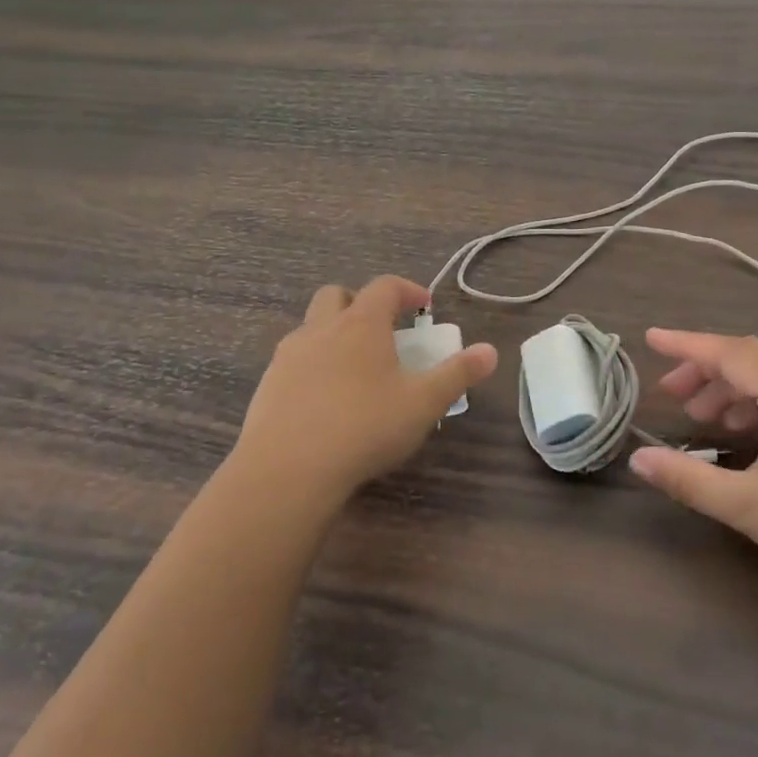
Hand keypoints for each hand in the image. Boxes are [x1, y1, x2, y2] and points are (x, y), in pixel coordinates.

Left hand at [230, 276, 496, 511]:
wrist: (287, 469)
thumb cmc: (364, 427)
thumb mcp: (423, 403)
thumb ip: (457, 375)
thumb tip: (490, 351)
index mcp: (361, 324)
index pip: (385, 287)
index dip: (407, 290)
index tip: (424, 306)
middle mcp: (321, 329)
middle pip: (337, 295)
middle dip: (360, 302)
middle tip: (381, 330)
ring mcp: (289, 356)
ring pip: (310, 326)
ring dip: (333, 333)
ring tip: (354, 367)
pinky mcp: (268, 385)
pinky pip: (293, 361)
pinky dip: (312, 365)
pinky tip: (324, 399)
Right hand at [630, 331, 757, 607]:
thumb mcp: (747, 507)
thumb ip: (687, 478)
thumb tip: (637, 459)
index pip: (733, 353)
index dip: (688, 345)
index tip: (651, 339)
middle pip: (751, 357)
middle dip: (706, 368)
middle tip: (670, 392)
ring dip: (730, 386)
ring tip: (698, 415)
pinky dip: (755, 401)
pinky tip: (738, 430)